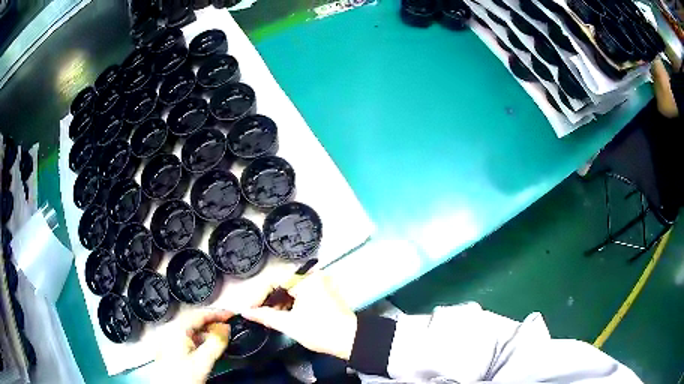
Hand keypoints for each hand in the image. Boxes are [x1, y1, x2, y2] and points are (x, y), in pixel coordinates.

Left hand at [154, 310, 232, 383]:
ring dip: (207, 331)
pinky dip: (200, 339)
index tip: (230, 315)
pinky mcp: (171, 349)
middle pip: (193, 320)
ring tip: (220, 337)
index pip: (198, 313)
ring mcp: (169, 340)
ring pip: (190, 329)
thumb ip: (215, 343)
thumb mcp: (203, 361)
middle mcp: (170, 331)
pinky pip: (187, 337)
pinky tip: (207, 346)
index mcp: (176, 329)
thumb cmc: (180, 377)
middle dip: (212, 321)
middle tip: (227, 325)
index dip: (216, 313)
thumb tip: (225, 329)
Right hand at [242, 273, 357, 360]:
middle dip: (268, 298)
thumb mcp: (289, 324)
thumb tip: (245, 312)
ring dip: (278, 301)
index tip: (249, 309)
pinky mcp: (323, 291)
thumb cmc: (319, 331)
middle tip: (257, 312)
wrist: (350, 341)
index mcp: (305, 278)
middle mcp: (313, 275)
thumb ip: (264, 315)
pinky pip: (300, 291)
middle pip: (281, 282)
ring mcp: (319, 283)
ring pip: (290, 287)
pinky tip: (283, 314)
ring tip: (269, 316)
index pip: (273, 280)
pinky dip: (290, 302)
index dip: (258, 295)